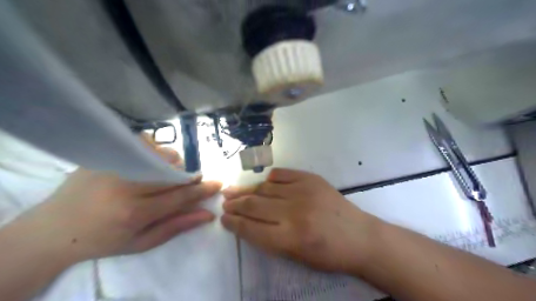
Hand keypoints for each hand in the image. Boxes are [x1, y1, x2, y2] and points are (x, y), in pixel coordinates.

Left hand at [14, 137, 220, 263]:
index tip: (218, 184)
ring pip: (161, 155)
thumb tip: (208, 214)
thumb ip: (177, 226)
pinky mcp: (106, 155)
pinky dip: (156, 150)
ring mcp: (114, 166)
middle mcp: (125, 186)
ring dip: (174, 164)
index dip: (202, 190)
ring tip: (169, 174)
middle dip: (190, 175)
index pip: (180, 196)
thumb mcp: (143, 242)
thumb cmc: (105, 240)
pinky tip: (152, 161)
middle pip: (173, 172)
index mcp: (134, 213)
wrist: (56, 228)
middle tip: (194, 179)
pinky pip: (143, 142)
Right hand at [220, 169, 377, 273]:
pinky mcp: (311, 179)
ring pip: (265, 188)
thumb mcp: (297, 257)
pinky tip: (263, 182)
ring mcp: (304, 191)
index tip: (223, 218)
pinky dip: (270, 178)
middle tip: (224, 202)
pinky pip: (283, 174)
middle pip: (254, 205)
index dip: (234, 223)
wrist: (360, 236)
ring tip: (233, 190)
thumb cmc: (329, 254)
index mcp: (290, 238)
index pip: (251, 228)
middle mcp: (294, 212)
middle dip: (235, 204)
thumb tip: (248, 223)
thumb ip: (270, 239)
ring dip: (246, 190)